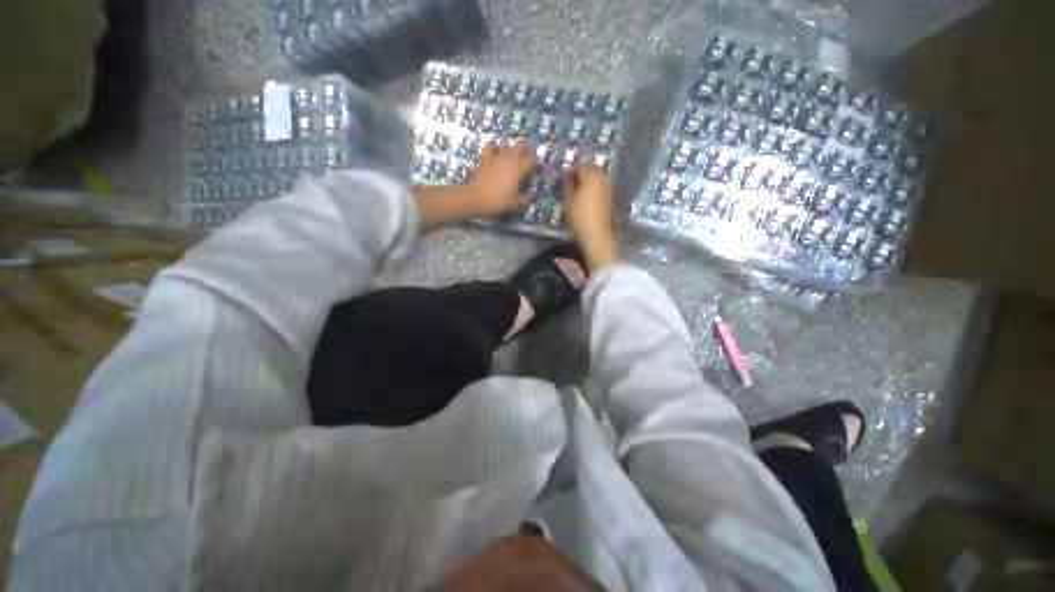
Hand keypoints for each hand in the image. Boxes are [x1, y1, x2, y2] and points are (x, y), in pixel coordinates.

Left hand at [466, 139, 536, 215]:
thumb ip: (526, 198)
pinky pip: (491, 146)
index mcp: (519, 168)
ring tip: (513, 158)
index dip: (535, 163)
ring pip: (508, 144)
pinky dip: (495, 147)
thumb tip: (532, 194)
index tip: (534, 170)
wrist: (475, 198)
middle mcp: (510, 158)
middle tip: (526, 159)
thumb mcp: (516, 203)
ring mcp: (496, 156)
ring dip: (512, 149)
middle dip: (526, 149)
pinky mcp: (485, 157)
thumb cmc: (498, 201)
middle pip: (521, 144)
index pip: (532, 159)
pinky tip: (496, 153)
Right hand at [561, 166, 619, 269]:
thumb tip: (566, 177)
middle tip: (569, 184)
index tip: (561, 179)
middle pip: (589, 170)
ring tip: (577, 191)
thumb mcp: (568, 201)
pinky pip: (600, 186)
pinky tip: (586, 198)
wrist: (597, 235)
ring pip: (596, 178)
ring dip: (587, 181)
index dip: (569, 172)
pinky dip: (593, 188)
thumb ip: (567, 185)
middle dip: (579, 175)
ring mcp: (609, 186)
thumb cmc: (580, 217)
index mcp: (592, 175)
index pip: (578, 167)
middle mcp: (603, 177)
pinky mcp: (611, 196)